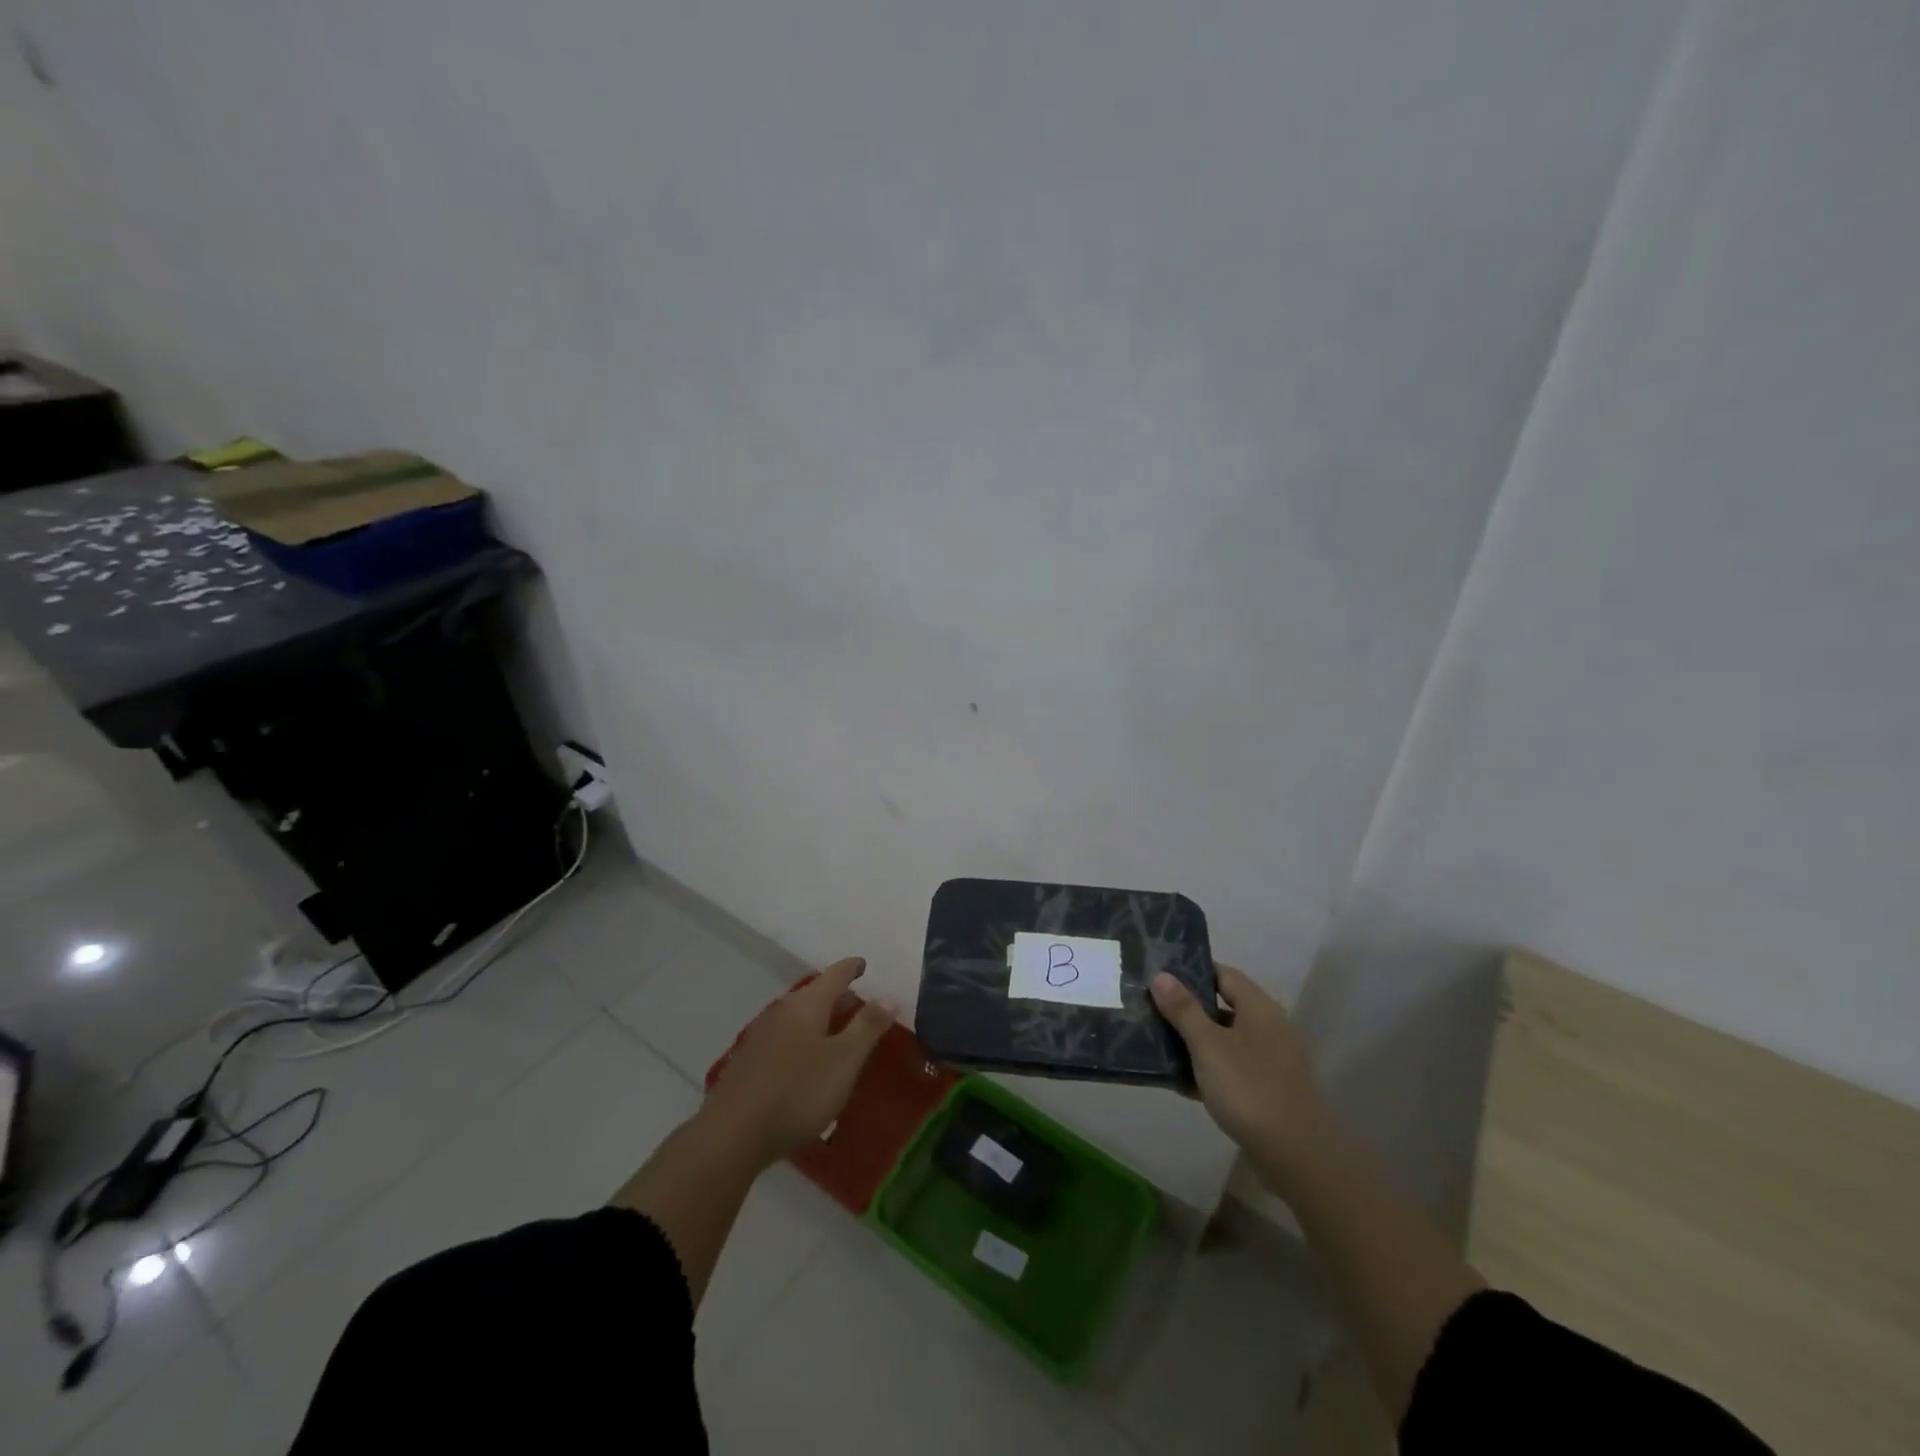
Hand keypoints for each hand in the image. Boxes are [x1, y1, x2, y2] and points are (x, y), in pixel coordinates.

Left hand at [699, 957, 895, 1167]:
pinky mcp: (749, 1062)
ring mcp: (761, 1036)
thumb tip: (888, 996)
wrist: (733, 1134)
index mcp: (807, 1005)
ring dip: (819, 1020)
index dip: (851, 968)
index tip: (863, 964)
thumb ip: (868, 1027)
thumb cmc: (798, 1091)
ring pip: (798, 1017)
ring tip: (836, 1033)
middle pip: (814, 995)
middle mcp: (782, 1011)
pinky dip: (802, 1040)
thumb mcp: (844, 1060)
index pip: (834, 975)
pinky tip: (806, 1062)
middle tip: (858, 1004)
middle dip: (836, 997)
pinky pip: (785, 1039)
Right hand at [1151, 964, 1329, 1191]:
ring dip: (1195, 1041)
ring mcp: (1271, 1060)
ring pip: (1226, 1039)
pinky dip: (1209, 1069)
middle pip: (1223, 1006)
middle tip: (1152, 1007)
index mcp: (1259, 1008)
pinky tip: (1181, 1081)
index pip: (1223, 974)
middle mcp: (1269, 1027)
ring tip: (1158, 1042)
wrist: (1296, 1156)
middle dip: (1188, 1008)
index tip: (1160, 973)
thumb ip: (1184, 1009)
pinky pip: (1232, 1067)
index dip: (1192, 970)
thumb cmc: (1249, 1089)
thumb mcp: (1208, 1045)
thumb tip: (1161, 975)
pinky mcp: (1268, 1089)